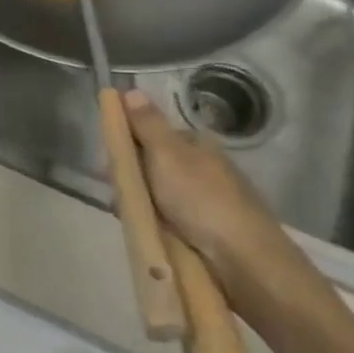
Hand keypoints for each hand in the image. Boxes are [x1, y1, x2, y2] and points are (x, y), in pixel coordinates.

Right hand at [121, 90, 327, 323]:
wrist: (244, 262)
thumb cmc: (202, 200)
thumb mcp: (167, 154)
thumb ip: (147, 124)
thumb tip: (131, 89)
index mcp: (197, 144)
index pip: (152, 133)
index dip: (127, 142)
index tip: (109, 161)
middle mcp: (203, 168)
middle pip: (152, 164)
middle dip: (131, 177)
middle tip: (120, 193)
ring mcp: (206, 200)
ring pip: (157, 194)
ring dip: (140, 203)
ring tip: (130, 217)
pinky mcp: (207, 230)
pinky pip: (168, 220)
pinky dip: (155, 224)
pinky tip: (148, 232)